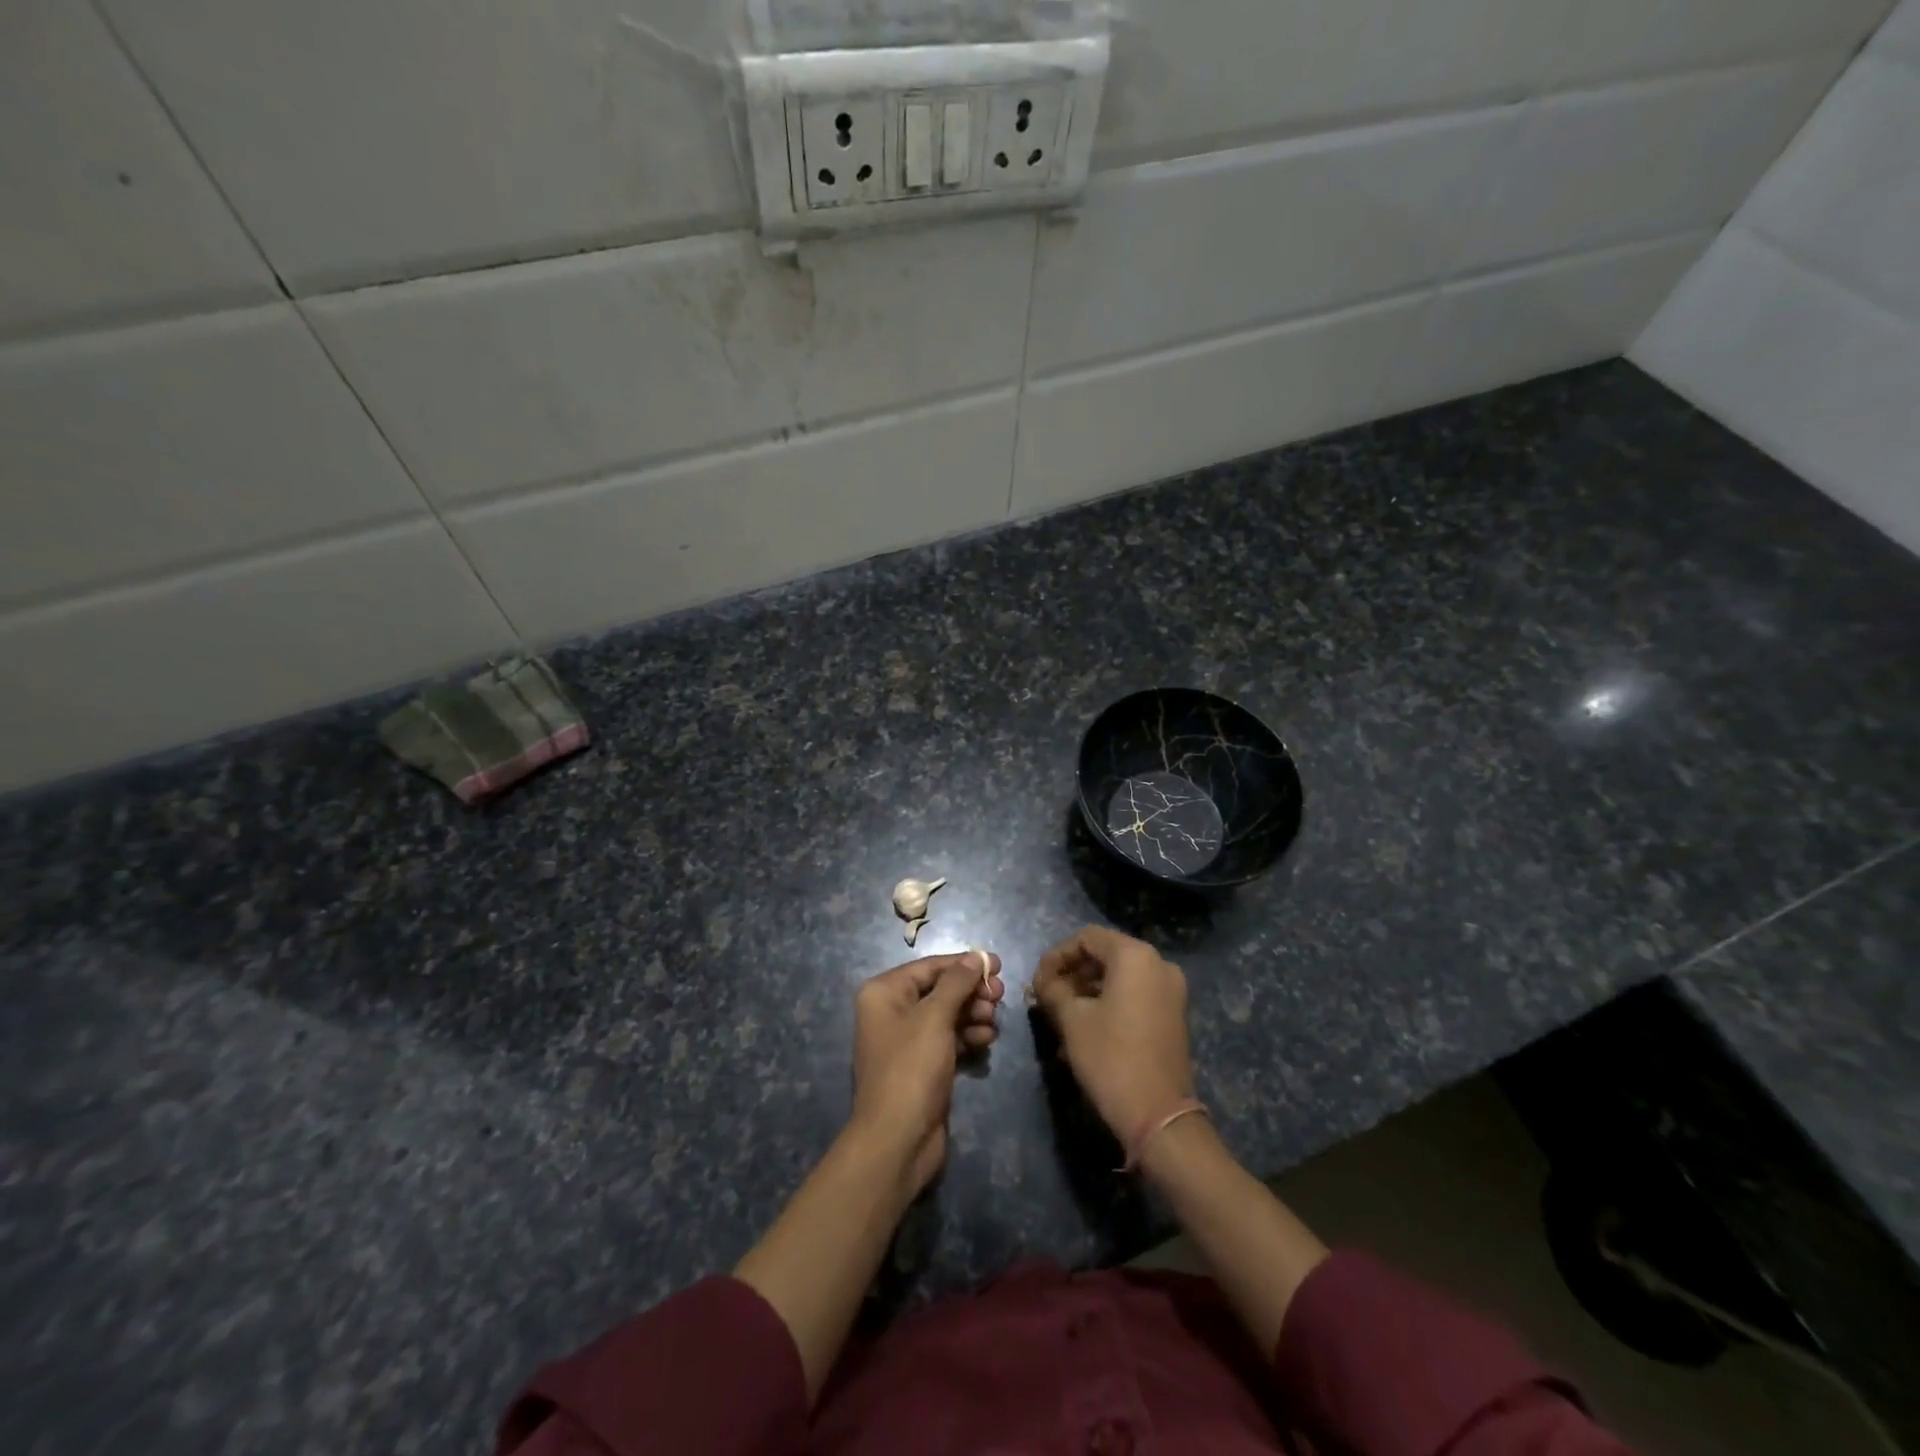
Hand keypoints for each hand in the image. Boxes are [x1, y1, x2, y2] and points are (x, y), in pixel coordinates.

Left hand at [850, 951, 1003, 1194]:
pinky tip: (987, 1039)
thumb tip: (974, 956)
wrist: (897, 1139)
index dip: (964, 963)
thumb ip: (957, 983)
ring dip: (973, 1014)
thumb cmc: (911, 1067)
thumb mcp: (935, 1017)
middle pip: (940, 990)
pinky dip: (968, 1036)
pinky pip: (949, 1039)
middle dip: (971, 991)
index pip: (930, 967)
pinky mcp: (922, 1066)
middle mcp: (892, 1011)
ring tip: (994, 1021)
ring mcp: (907, 1041)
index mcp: (884, 992)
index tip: (997, 964)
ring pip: (947, 1015)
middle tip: (1000, 996)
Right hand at [1031, 926, 1193, 1144]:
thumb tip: (1041, 982)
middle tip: (1045, 997)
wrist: (1158, 1116)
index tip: (1037, 980)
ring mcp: (1170, 991)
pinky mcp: (1173, 1015)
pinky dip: (1108, 1004)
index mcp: (1135, 956)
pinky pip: (1134, 996)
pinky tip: (1083, 1030)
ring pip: (1119, 978)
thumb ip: (1053, 990)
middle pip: (1105, 955)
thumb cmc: (1110, 1057)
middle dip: (1072, 974)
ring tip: (1059, 1017)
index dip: (1057, 955)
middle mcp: (1159, 964)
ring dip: (1086, 992)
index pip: (1087, 938)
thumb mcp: (1072, 1019)